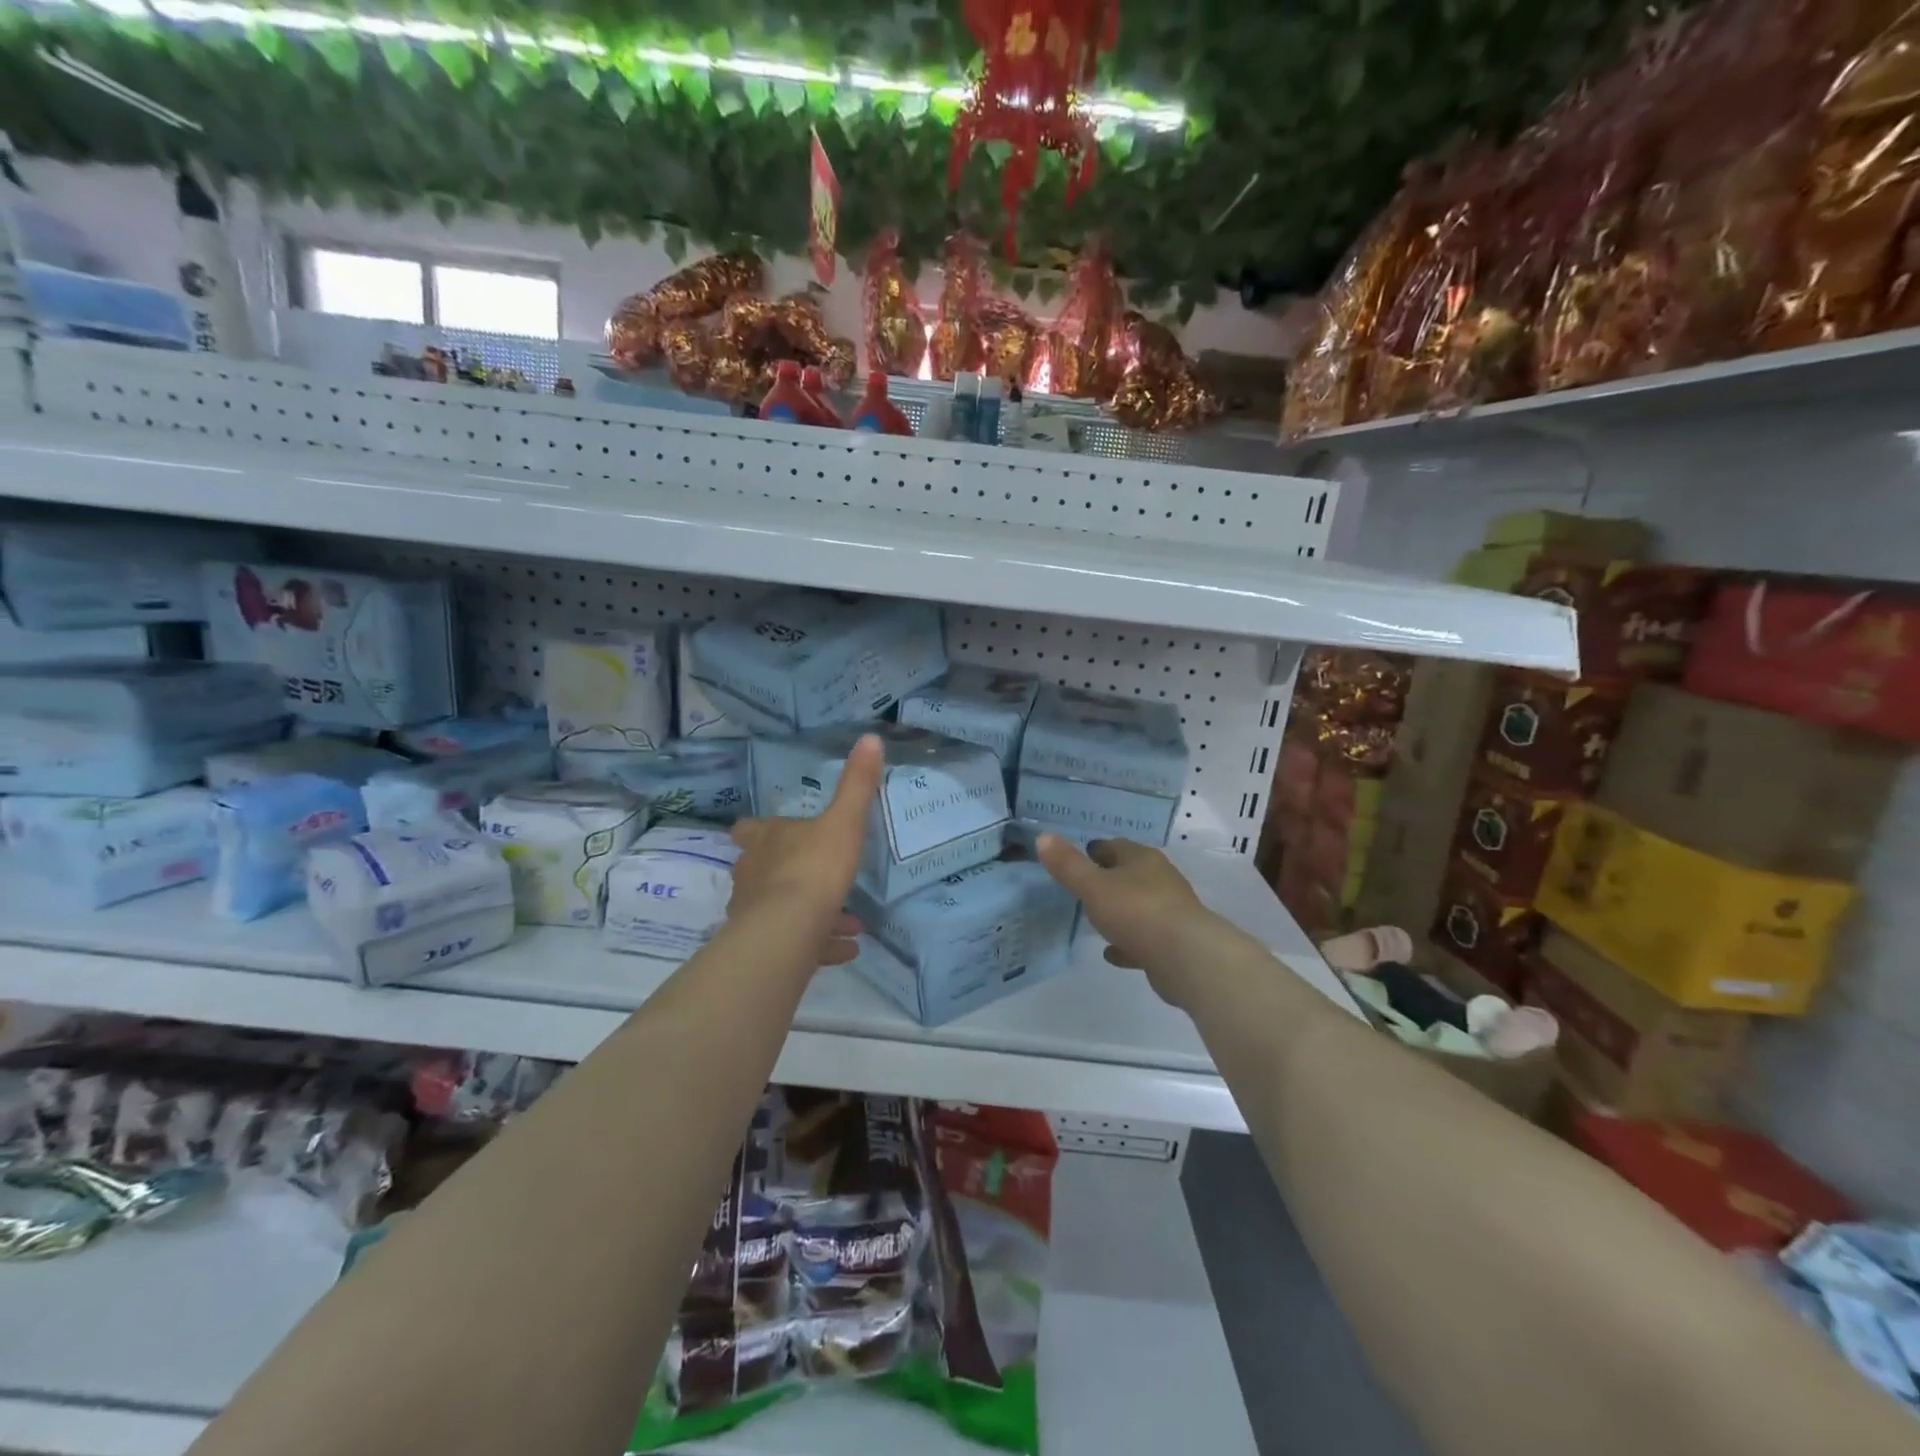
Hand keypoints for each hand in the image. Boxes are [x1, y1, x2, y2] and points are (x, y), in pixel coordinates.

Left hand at [728, 733, 881, 966]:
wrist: (788, 929)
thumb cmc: (814, 867)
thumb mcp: (843, 821)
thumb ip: (857, 784)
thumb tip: (870, 737)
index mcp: (767, 840)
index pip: (750, 830)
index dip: (758, 830)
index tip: (770, 832)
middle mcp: (754, 874)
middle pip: (762, 870)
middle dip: (789, 874)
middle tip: (819, 877)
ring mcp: (756, 913)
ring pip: (782, 910)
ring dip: (811, 913)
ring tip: (850, 922)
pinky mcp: (769, 947)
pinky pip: (797, 944)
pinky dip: (820, 945)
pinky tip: (847, 949)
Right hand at [1036, 836, 1227, 1006]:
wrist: (1186, 958)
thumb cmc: (1136, 912)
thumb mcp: (1093, 886)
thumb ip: (1067, 865)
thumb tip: (1042, 837)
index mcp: (1142, 859)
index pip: (1115, 846)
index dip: (1094, 851)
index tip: (1075, 860)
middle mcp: (1160, 879)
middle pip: (1129, 874)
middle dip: (1108, 880)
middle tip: (1082, 890)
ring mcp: (1170, 911)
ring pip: (1138, 906)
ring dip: (1119, 912)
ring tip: (1095, 921)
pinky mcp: (1174, 942)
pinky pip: (1144, 938)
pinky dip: (1128, 942)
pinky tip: (1112, 953)